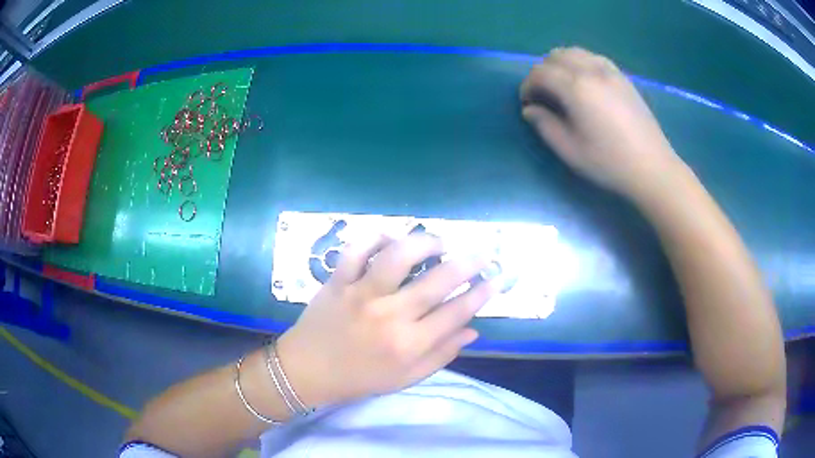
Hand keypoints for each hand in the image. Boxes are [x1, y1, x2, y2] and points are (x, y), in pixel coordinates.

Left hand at [276, 233, 499, 407]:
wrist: (306, 371)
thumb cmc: (359, 379)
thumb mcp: (405, 378)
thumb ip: (441, 355)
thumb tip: (473, 331)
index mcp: (407, 345)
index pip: (455, 313)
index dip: (480, 294)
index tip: (495, 280)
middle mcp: (388, 315)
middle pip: (437, 281)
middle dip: (467, 263)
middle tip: (481, 254)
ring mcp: (360, 294)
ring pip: (398, 256)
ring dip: (424, 243)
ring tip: (438, 243)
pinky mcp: (337, 281)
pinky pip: (357, 250)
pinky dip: (375, 238)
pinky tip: (390, 240)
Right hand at [520, 47, 684, 197]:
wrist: (652, 168)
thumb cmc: (609, 163)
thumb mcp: (570, 150)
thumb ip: (545, 125)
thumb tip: (530, 110)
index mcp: (576, 87)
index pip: (540, 73)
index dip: (527, 86)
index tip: (527, 104)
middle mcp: (591, 70)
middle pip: (556, 55)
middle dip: (542, 71)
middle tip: (543, 94)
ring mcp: (610, 71)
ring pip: (576, 52)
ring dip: (561, 64)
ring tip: (562, 86)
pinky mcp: (623, 78)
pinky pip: (594, 58)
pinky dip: (581, 63)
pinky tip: (584, 83)